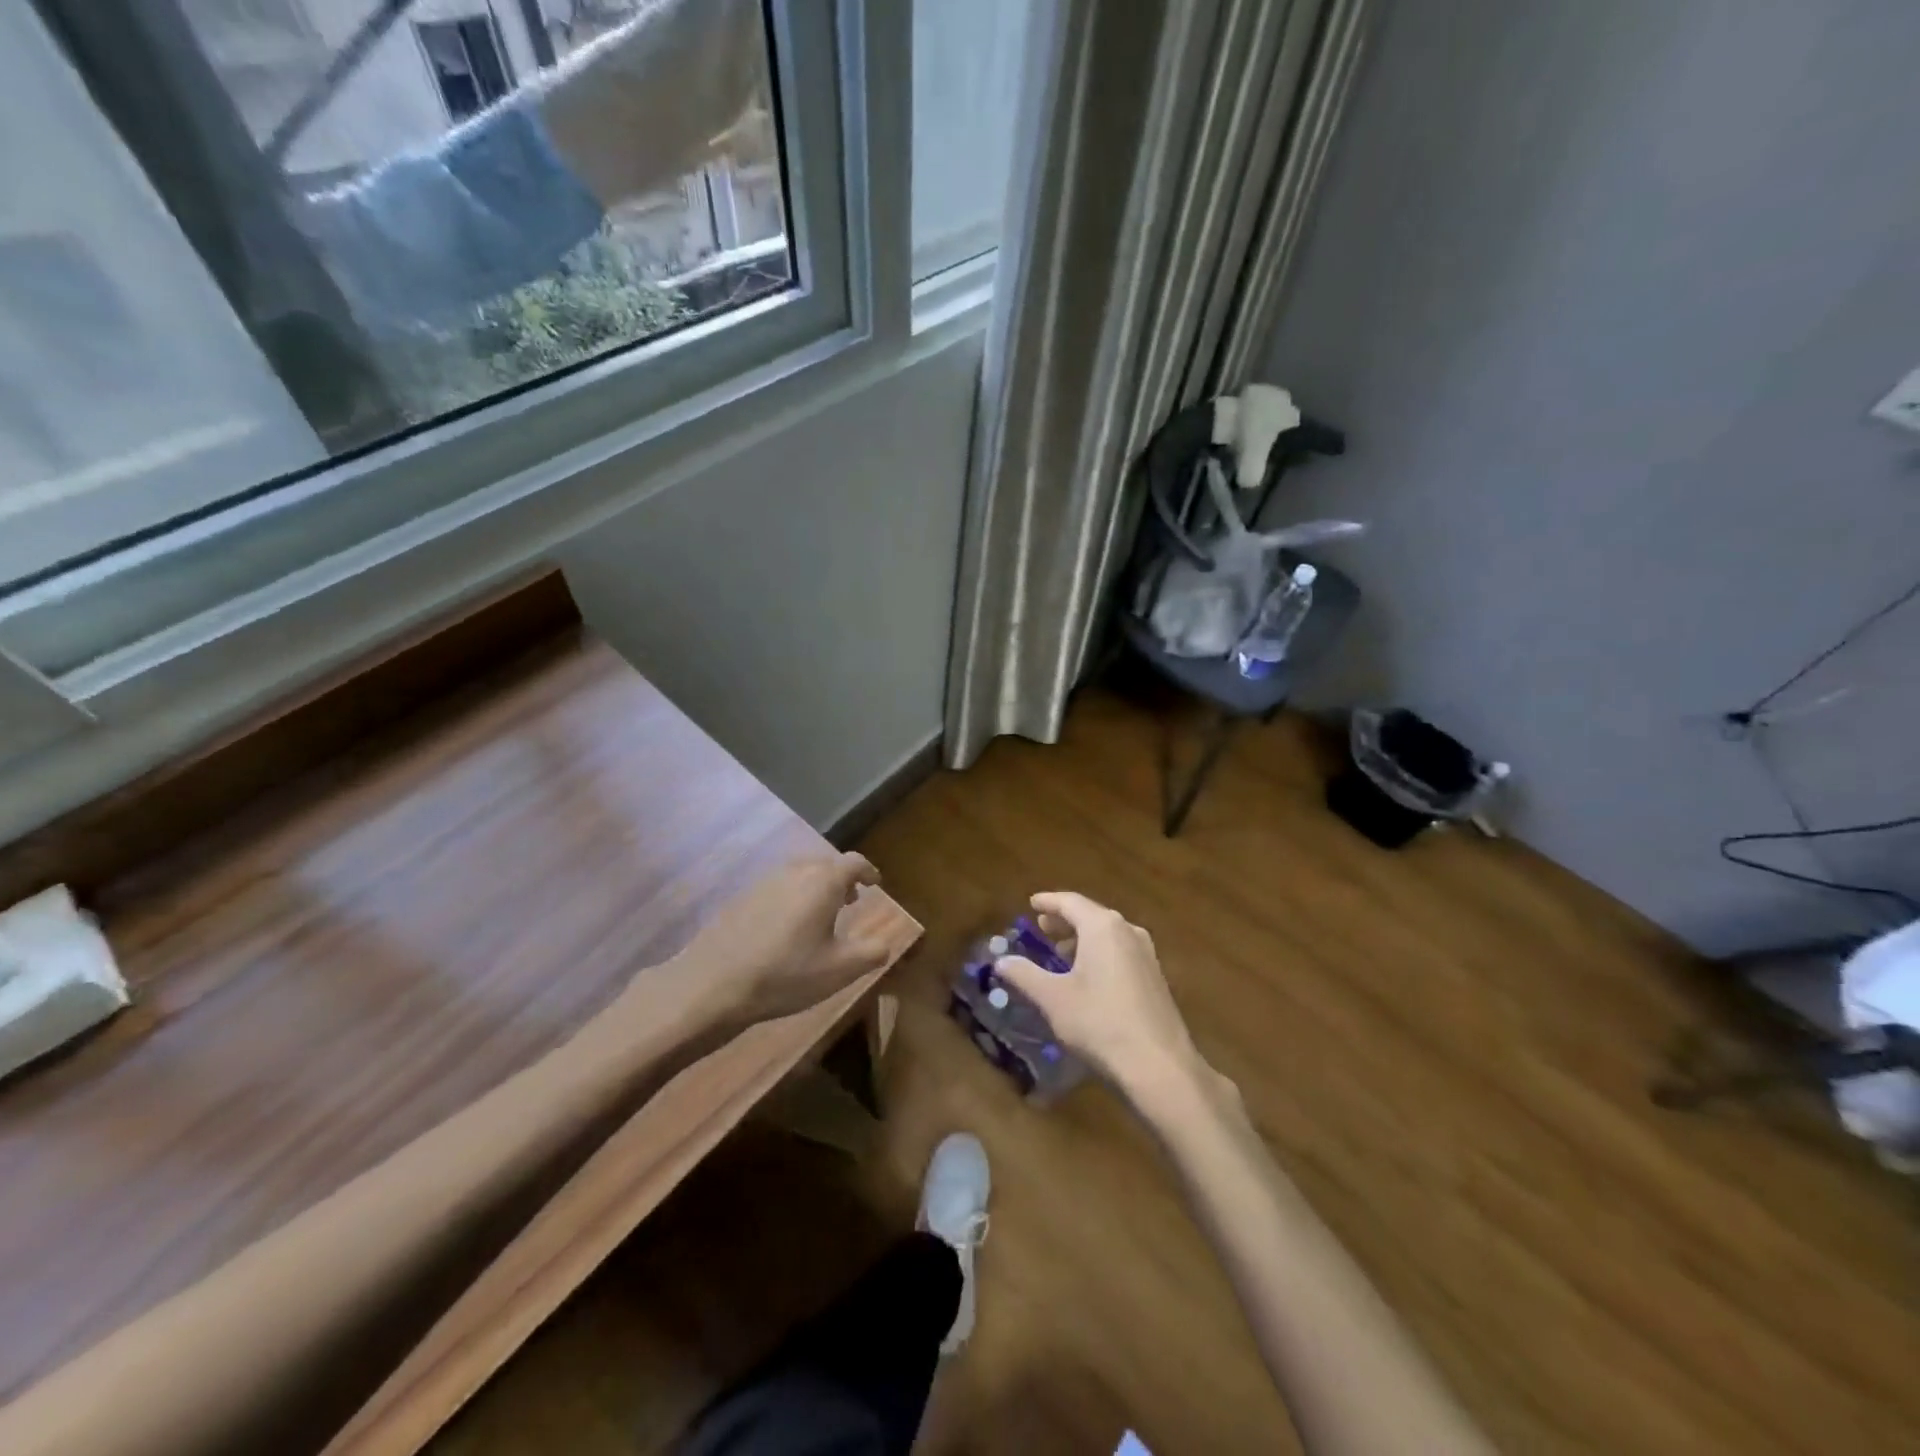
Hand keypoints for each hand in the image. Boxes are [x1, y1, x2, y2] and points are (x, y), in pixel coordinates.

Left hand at [672, 853, 889, 1028]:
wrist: (713, 984)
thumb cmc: (786, 974)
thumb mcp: (839, 971)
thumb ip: (871, 953)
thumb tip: (884, 944)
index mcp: (823, 882)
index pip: (854, 862)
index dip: (868, 871)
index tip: (874, 884)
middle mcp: (795, 871)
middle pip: (826, 863)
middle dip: (842, 878)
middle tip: (851, 900)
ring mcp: (764, 881)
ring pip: (799, 872)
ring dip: (816, 885)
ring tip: (821, 913)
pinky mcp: (742, 896)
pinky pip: (778, 885)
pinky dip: (792, 895)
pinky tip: (787, 926)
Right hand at [994, 891, 1209, 1106]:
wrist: (1159, 1066)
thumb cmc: (1100, 1022)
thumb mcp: (1053, 998)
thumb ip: (1024, 974)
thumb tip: (1001, 960)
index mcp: (1102, 927)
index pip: (1070, 902)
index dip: (1048, 902)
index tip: (1032, 903)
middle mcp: (1128, 931)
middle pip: (1091, 915)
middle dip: (1064, 920)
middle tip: (1042, 927)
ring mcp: (1146, 954)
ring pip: (1107, 935)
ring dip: (1082, 939)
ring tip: (1060, 952)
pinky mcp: (1155, 978)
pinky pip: (1120, 952)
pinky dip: (1099, 953)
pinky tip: (1087, 976)